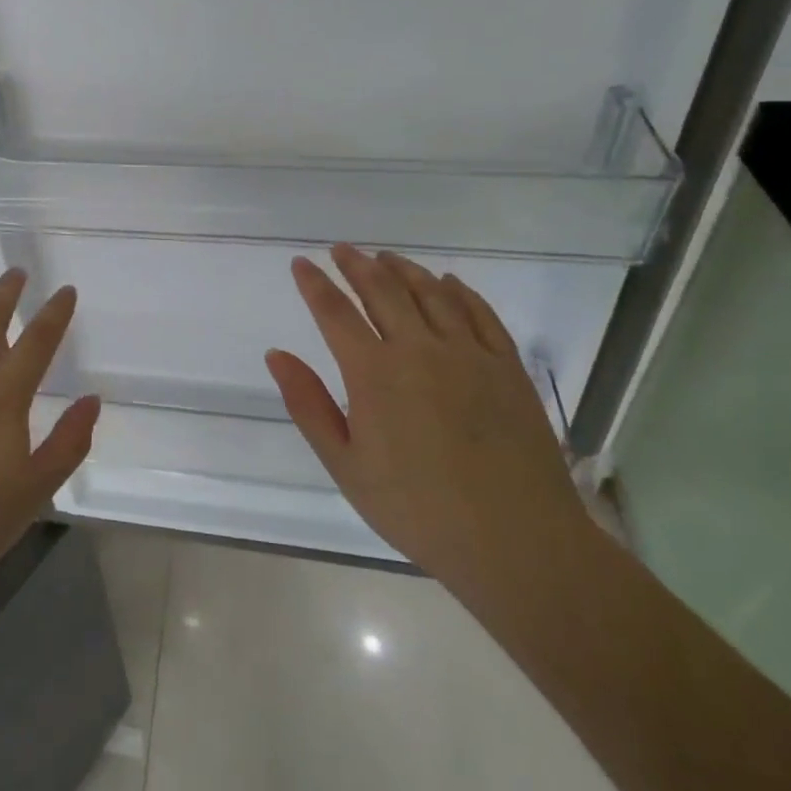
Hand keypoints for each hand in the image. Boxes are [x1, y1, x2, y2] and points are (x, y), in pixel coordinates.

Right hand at [265, 245, 588, 599]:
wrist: (514, 540)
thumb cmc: (416, 508)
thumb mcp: (345, 465)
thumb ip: (309, 404)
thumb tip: (276, 354)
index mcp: (374, 373)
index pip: (335, 313)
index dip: (315, 284)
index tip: (301, 263)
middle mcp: (419, 349)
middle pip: (382, 291)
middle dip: (357, 265)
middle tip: (341, 249)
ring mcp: (469, 353)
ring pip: (431, 294)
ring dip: (404, 270)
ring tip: (386, 257)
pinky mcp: (507, 366)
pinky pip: (480, 314)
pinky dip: (460, 292)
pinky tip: (449, 283)